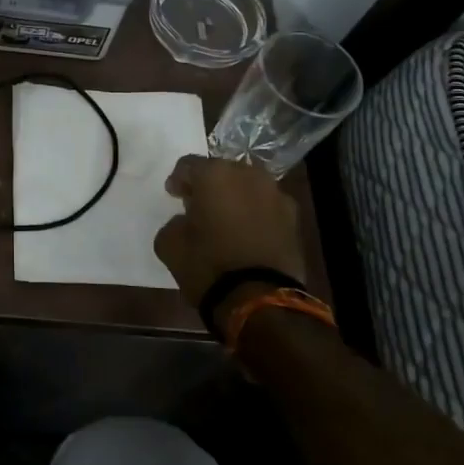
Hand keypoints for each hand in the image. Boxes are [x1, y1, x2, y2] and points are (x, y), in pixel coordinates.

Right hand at [154, 155, 306, 316]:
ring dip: (235, 197)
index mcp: (214, 174)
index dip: (178, 180)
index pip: (188, 165)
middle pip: (222, 171)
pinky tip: (248, 233)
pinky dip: (256, 213)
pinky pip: (267, 206)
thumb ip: (174, 223)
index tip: (174, 196)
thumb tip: (185, 221)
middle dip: (210, 185)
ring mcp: (275, 194)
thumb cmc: (207, 266)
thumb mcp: (169, 245)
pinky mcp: (294, 217)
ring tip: (226, 219)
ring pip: (248, 186)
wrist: (260, 299)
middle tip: (199, 206)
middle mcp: (248, 175)